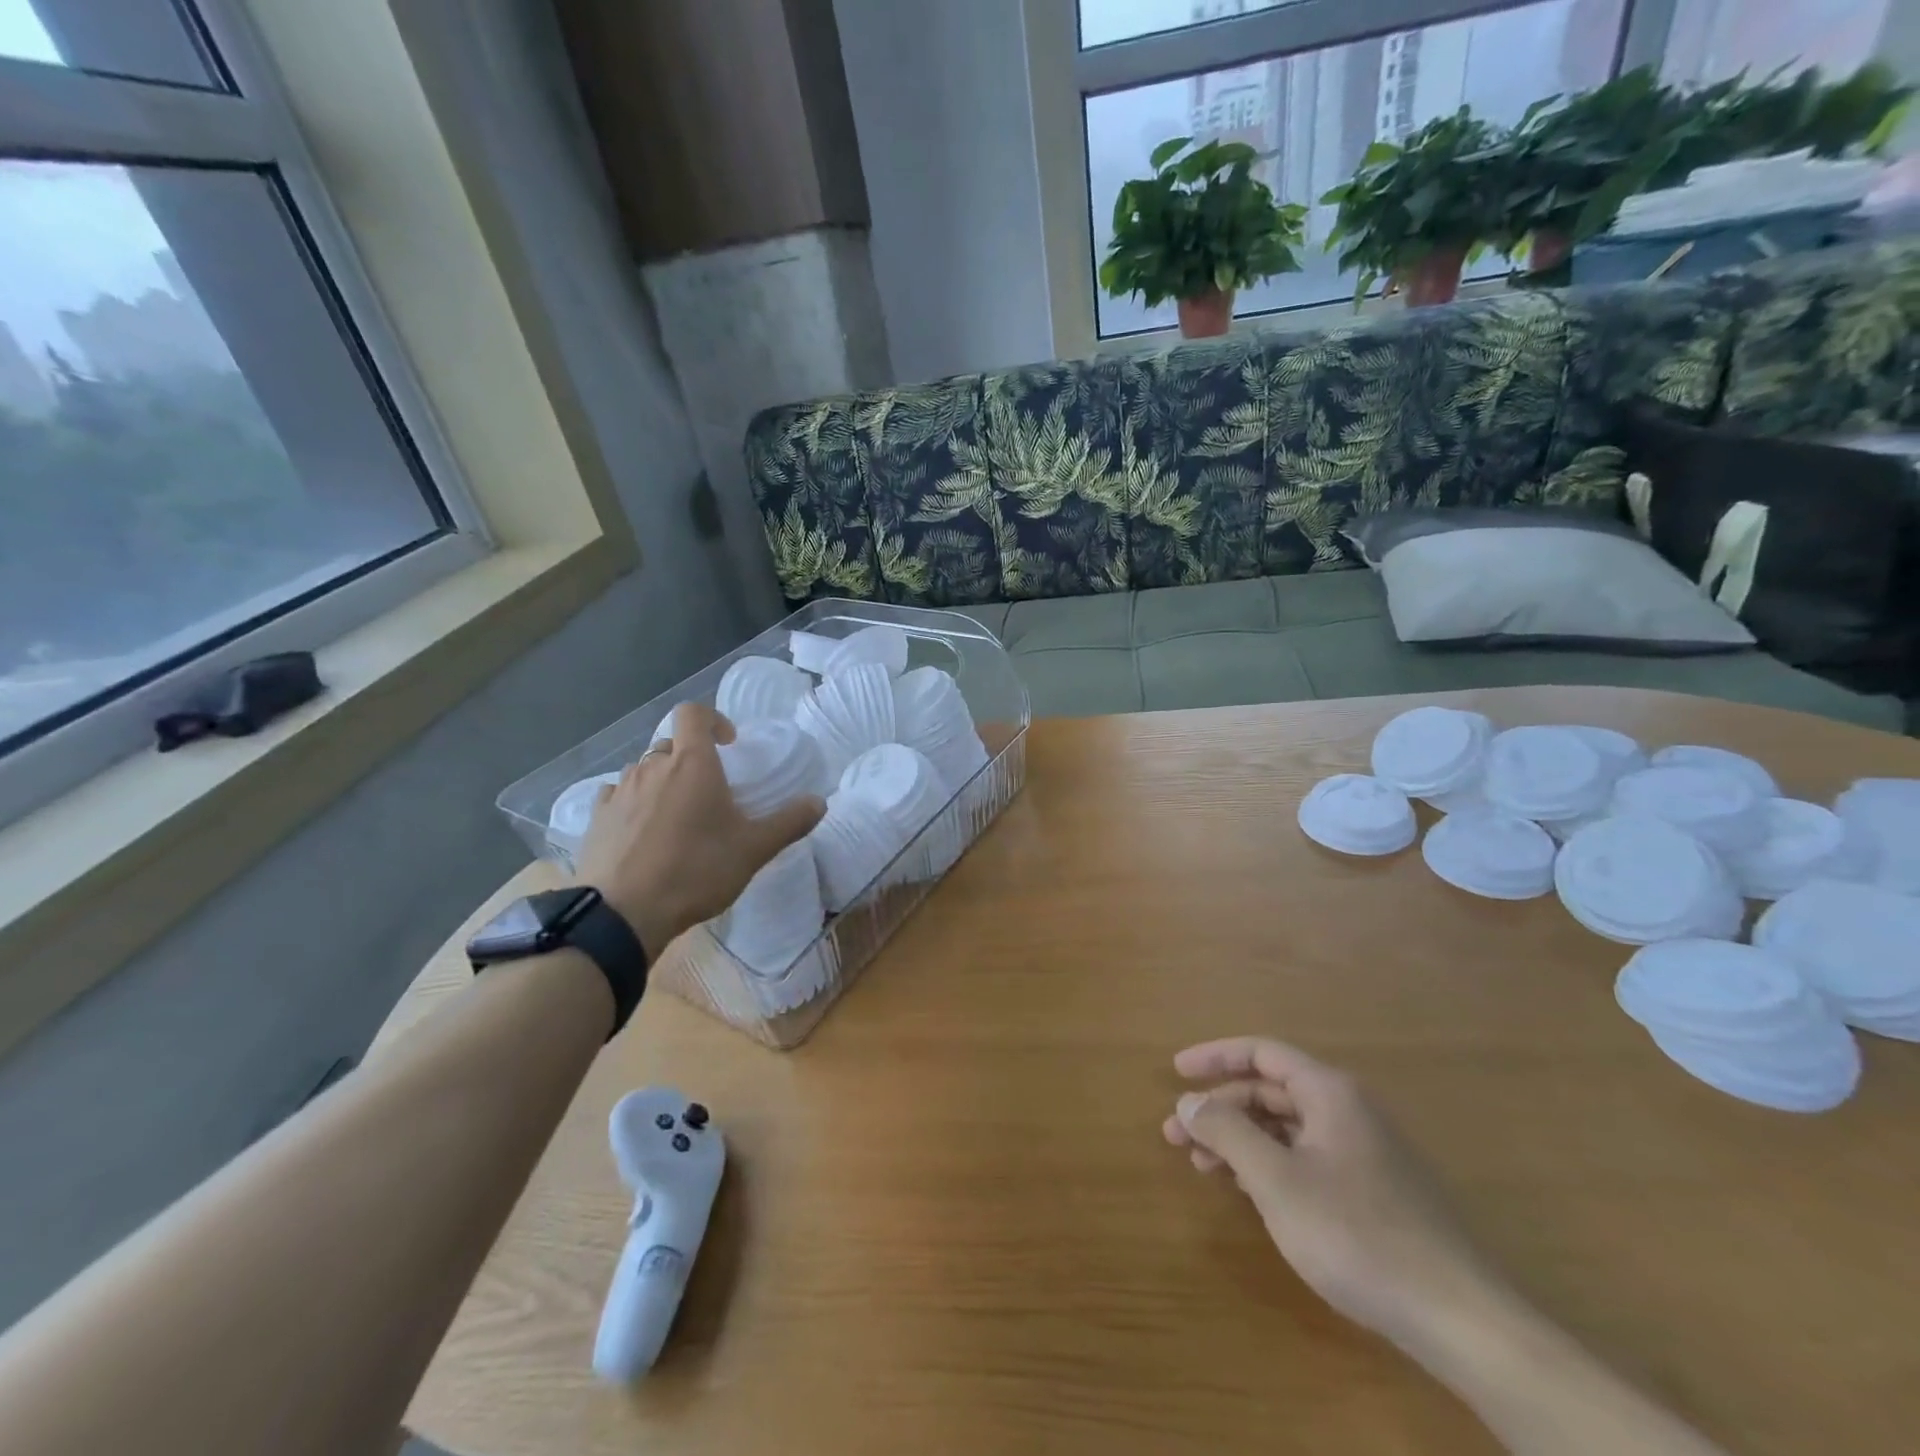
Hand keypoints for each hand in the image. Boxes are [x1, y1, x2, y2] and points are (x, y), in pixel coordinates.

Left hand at [575, 703, 823, 955]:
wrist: (623, 913)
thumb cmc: (695, 870)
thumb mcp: (754, 850)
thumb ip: (789, 822)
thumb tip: (820, 802)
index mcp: (692, 763)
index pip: (693, 712)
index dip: (713, 719)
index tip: (729, 744)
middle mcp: (652, 767)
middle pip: (671, 744)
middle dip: (691, 758)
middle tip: (709, 791)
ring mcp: (619, 791)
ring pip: (644, 770)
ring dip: (662, 781)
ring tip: (677, 816)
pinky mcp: (596, 817)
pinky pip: (617, 795)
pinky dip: (633, 802)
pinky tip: (642, 831)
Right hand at [1165, 1036, 1502, 1354]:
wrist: (1459, 1318)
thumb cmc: (1356, 1233)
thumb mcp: (1276, 1179)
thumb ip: (1227, 1132)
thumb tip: (1188, 1101)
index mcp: (1329, 1092)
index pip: (1262, 1052)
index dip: (1215, 1056)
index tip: (1176, 1072)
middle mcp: (1348, 1110)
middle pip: (1271, 1091)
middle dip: (1220, 1108)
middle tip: (1176, 1134)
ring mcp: (1365, 1151)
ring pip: (1287, 1128)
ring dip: (1241, 1139)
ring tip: (1202, 1164)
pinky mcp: (1374, 1191)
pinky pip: (1306, 1157)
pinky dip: (1269, 1164)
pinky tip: (1247, 1190)